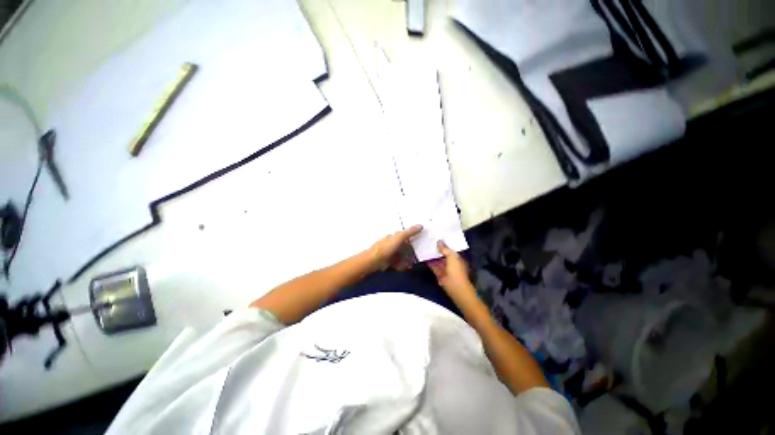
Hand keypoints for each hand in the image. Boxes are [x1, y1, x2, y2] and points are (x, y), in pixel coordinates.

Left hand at [367, 225, 422, 271]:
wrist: (374, 261)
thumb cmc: (386, 247)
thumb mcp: (399, 237)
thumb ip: (409, 232)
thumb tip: (420, 225)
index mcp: (393, 237)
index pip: (405, 236)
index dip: (412, 238)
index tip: (421, 241)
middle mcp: (391, 244)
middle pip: (404, 247)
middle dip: (411, 251)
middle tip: (419, 254)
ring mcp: (390, 254)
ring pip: (402, 256)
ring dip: (407, 259)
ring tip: (413, 262)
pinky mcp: (389, 263)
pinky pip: (398, 264)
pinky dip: (402, 266)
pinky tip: (406, 267)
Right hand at [428, 241, 474, 296]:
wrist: (455, 286)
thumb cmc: (456, 270)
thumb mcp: (452, 257)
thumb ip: (445, 249)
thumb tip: (439, 241)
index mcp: (457, 258)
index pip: (450, 249)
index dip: (445, 244)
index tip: (437, 238)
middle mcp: (451, 263)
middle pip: (443, 255)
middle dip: (437, 249)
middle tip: (429, 241)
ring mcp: (445, 269)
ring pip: (438, 260)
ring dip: (432, 255)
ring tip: (425, 247)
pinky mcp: (439, 274)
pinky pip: (433, 266)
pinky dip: (429, 262)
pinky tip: (423, 256)